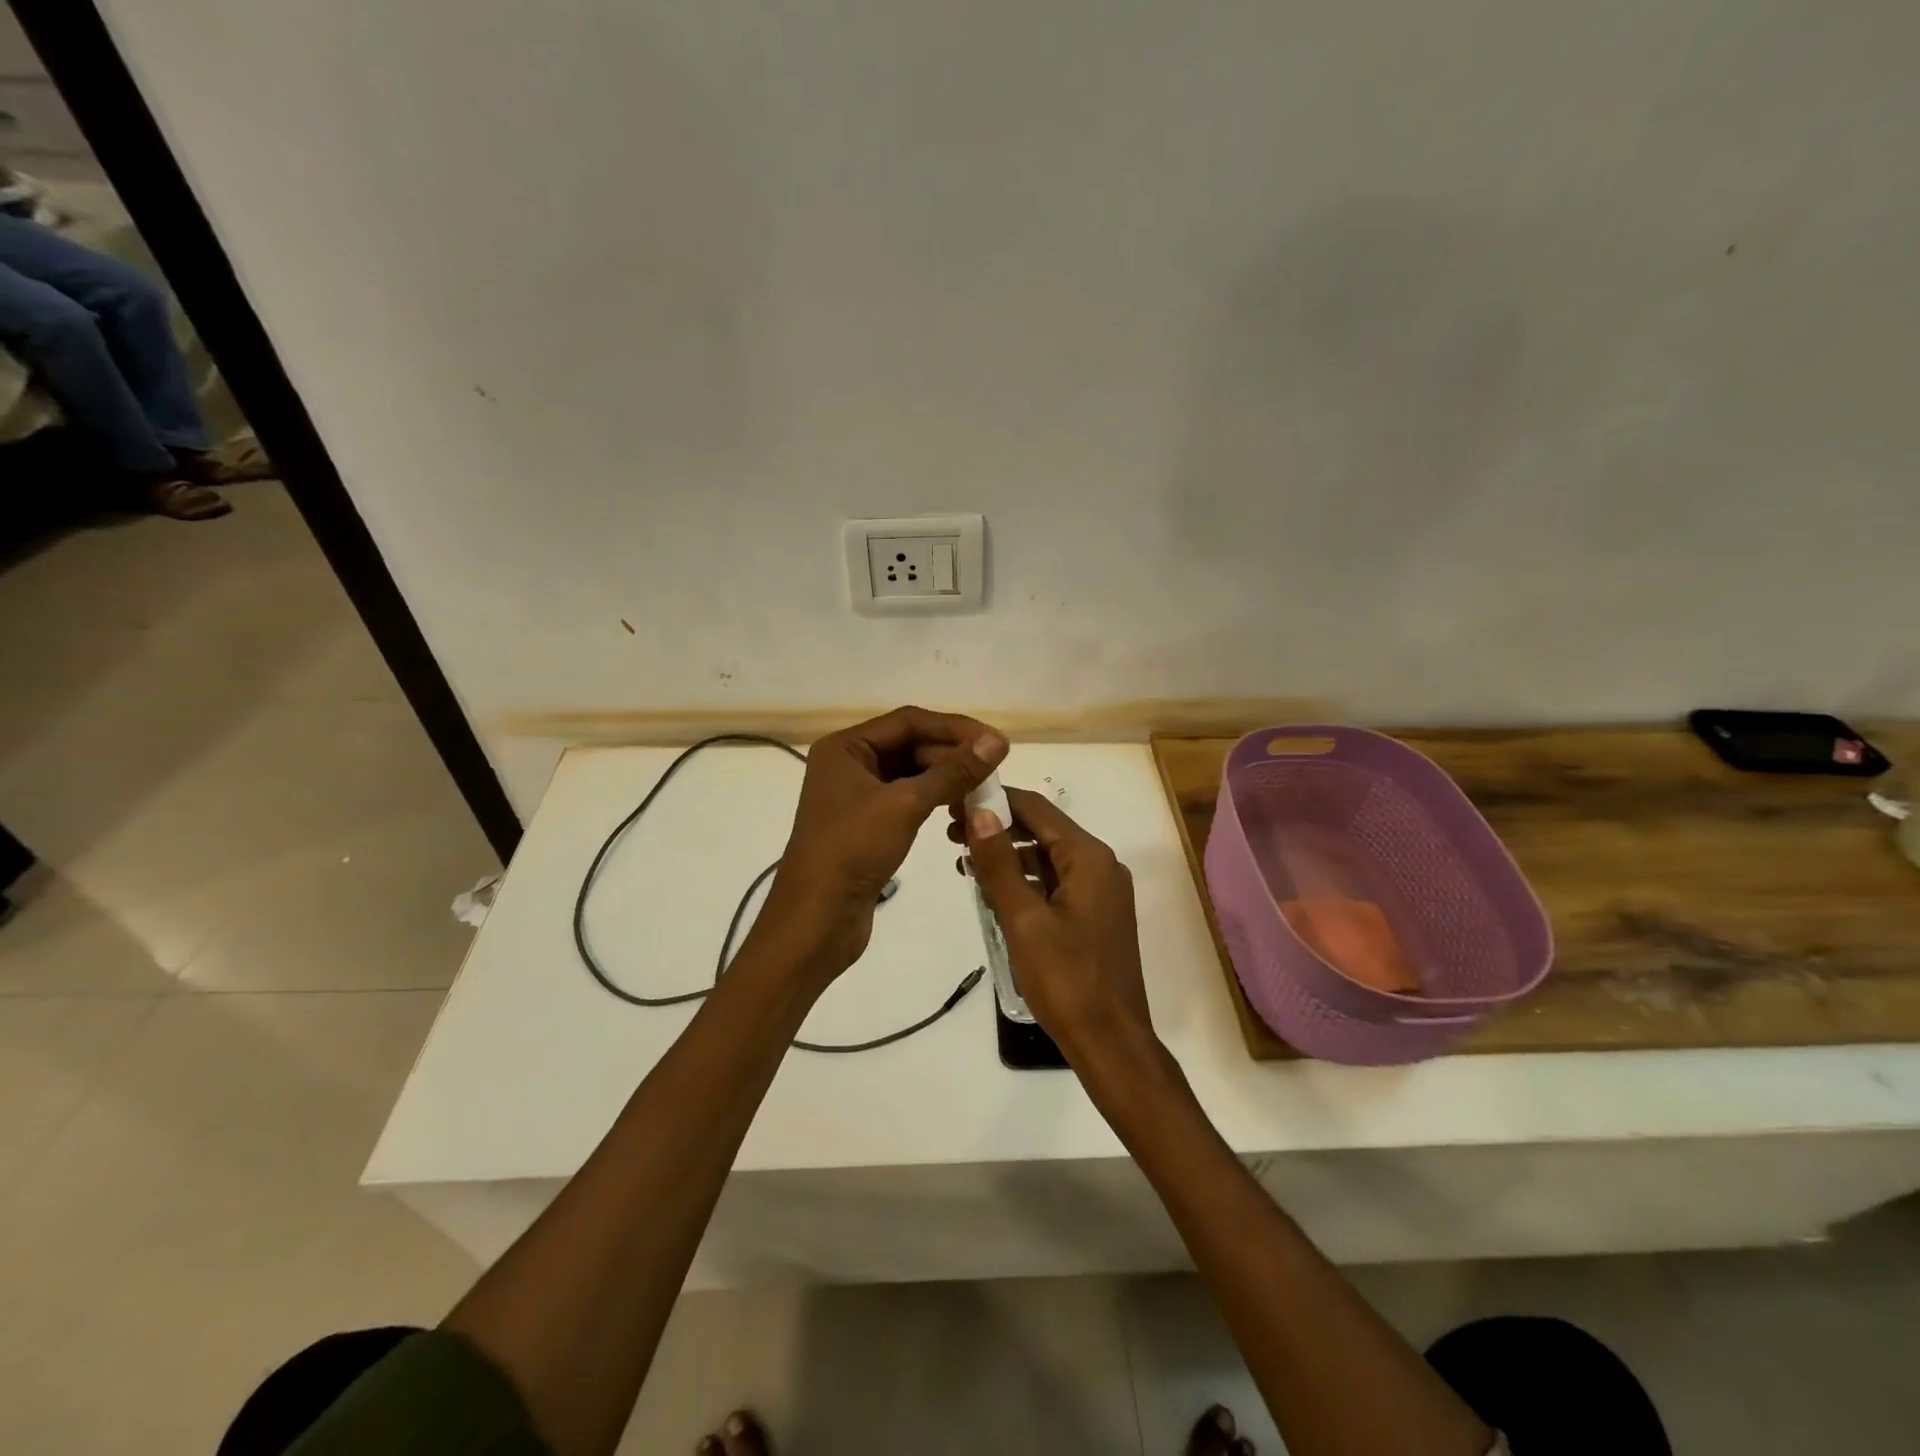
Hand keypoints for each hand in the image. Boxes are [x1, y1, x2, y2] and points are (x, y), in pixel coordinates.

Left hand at [756, 706, 1007, 981]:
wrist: (815, 921)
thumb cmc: (852, 852)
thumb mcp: (905, 805)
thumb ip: (952, 772)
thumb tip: (997, 742)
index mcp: (846, 747)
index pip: (909, 721)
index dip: (954, 728)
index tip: (995, 742)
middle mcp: (850, 764)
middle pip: (911, 746)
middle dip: (952, 756)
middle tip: (995, 771)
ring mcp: (858, 796)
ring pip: (912, 774)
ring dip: (947, 780)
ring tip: (984, 792)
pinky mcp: (869, 824)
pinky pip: (908, 800)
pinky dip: (935, 801)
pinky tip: (960, 812)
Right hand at [959, 788, 1157, 1072]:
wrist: (1110, 1041)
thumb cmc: (1065, 979)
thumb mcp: (1023, 919)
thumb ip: (999, 862)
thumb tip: (979, 810)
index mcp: (1088, 858)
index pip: (1037, 808)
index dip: (995, 800)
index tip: (955, 803)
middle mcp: (1100, 864)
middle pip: (1043, 830)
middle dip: (998, 828)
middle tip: (951, 835)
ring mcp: (1101, 890)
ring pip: (1047, 857)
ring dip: (1008, 855)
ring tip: (963, 861)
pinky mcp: (1095, 913)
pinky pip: (1055, 882)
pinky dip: (1024, 879)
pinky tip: (992, 890)